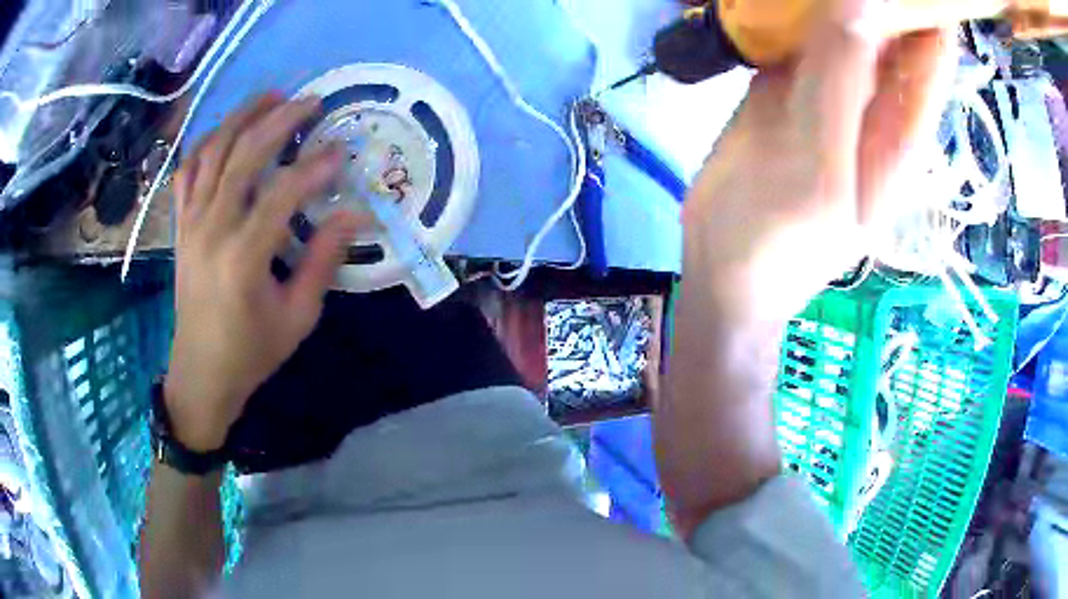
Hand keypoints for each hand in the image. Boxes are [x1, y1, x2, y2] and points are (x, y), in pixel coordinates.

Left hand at [165, 94, 367, 451]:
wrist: (201, 372)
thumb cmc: (252, 351)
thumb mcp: (298, 316)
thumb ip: (323, 260)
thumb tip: (355, 215)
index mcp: (243, 259)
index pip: (281, 194)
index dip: (314, 167)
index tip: (341, 151)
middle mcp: (211, 230)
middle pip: (243, 156)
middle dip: (279, 121)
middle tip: (310, 101)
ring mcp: (190, 224)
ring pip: (211, 152)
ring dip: (241, 117)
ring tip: (270, 96)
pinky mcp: (181, 226)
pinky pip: (187, 171)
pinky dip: (206, 143)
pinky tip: (226, 130)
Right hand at [682, 0, 957, 322]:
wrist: (723, 268)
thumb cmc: (778, 241)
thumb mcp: (820, 168)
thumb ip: (840, 83)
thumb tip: (857, 1)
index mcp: (900, 128)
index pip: (931, 52)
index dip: (925, 4)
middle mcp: (873, 100)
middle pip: (891, 27)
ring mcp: (830, 87)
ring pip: (843, 21)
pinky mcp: (788, 81)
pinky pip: (797, 30)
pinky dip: (789, 4)